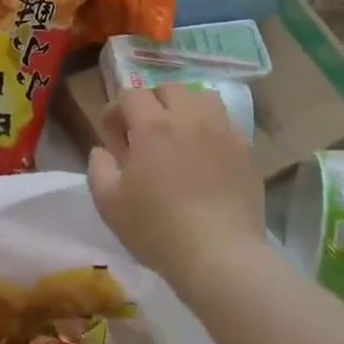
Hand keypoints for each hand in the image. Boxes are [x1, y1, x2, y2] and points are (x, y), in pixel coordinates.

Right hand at [88, 84, 265, 284]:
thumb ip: (98, 168)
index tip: (112, 133)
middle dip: (151, 102)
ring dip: (185, 106)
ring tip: (179, 133)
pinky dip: (211, 127)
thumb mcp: (109, 203)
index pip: (131, 94)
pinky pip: (226, 122)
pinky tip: (204, 153)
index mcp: (152, 126)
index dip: (116, 108)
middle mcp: (189, 118)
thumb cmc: (156, 228)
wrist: (219, 255)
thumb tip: (103, 151)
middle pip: (168, 88)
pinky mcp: (245, 151)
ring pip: (202, 96)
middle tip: (144, 131)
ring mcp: (222, 132)